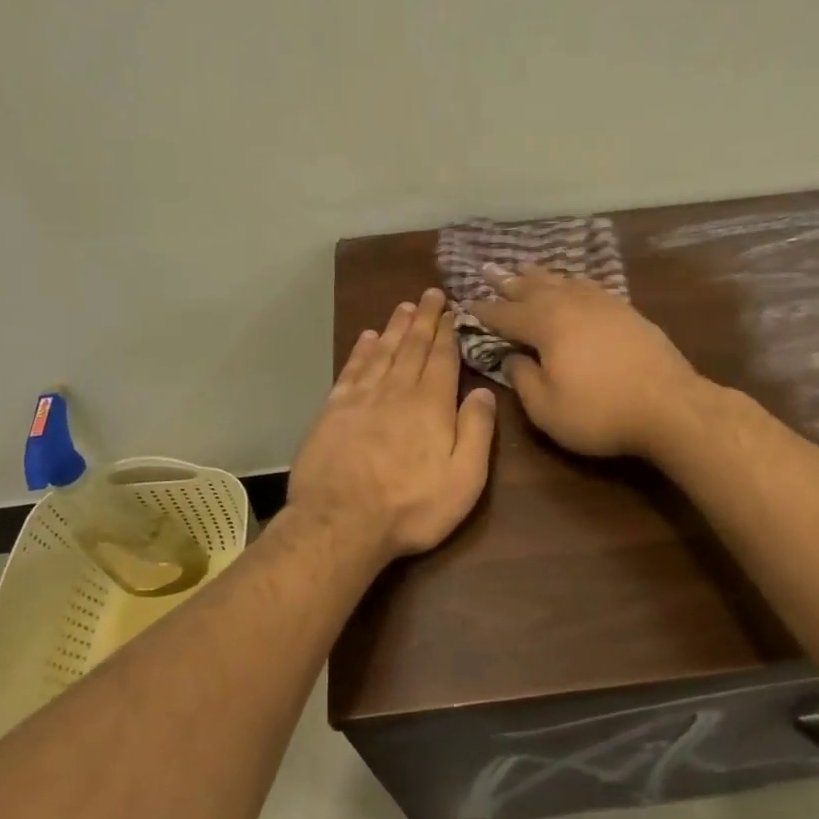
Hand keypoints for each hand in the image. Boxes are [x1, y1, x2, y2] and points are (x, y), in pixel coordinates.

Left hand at [287, 288, 497, 560]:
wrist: (340, 523)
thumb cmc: (411, 507)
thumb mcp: (464, 479)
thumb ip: (477, 431)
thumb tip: (484, 391)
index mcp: (432, 405)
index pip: (442, 359)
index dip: (447, 332)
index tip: (450, 309)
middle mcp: (397, 391)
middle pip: (413, 347)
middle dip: (424, 319)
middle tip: (429, 294)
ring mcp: (361, 399)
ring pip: (382, 352)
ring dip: (395, 327)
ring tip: (404, 307)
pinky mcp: (333, 411)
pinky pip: (351, 370)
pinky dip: (361, 351)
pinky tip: (367, 338)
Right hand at [467, 263, 704, 457]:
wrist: (670, 406)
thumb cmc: (600, 412)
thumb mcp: (547, 408)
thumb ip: (523, 380)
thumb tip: (511, 359)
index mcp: (546, 325)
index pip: (506, 314)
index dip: (484, 310)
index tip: (466, 303)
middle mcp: (571, 304)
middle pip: (533, 288)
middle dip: (508, 281)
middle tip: (488, 269)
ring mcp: (603, 304)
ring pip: (563, 282)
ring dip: (540, 276)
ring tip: (525, 268)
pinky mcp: (627, 311)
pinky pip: (590, 287)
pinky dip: (573, 282)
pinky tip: (574, 284)